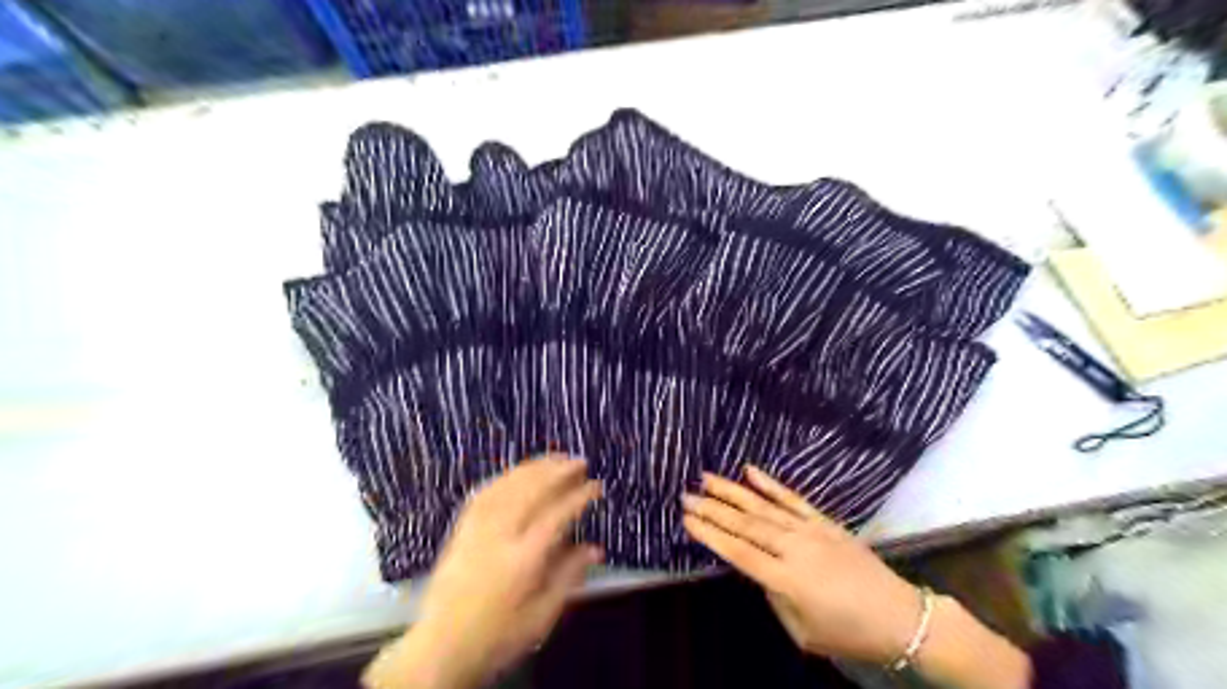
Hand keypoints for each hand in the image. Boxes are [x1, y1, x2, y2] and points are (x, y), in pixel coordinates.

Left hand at [363, 455, 601, 684]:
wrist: (439, 647)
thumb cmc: (496, 636)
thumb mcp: (541, 617)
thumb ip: (568, 577)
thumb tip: (596, 549)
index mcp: (522, 559)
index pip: (556, 515)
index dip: (579, 497)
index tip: (596, 485)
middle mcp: (499, 535)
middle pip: (531, 491)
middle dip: (558, 472)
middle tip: (579, 461)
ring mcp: (476, 528)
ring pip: (508, 485)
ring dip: (534, 468)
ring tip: (555, 458)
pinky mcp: (461, 529)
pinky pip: (485, 492)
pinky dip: (505, 477)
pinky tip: (517, 473)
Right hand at [685, 468, 1026, 688]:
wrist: (900, 617)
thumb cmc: (848, 633)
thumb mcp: (802, 630)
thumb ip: (775, 596)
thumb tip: (759, 569)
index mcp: (787, 579)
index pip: (738, 552)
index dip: (710, 535)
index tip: (687, 519)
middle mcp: (795, 548)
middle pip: (746, 525)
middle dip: (713, 509)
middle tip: (686, 495)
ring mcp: (811, 530)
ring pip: (764, 507)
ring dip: (733, 492)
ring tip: (707, 478)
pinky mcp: (825, 521)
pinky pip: (793, 499)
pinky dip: (770, 484)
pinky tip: (750, 470)